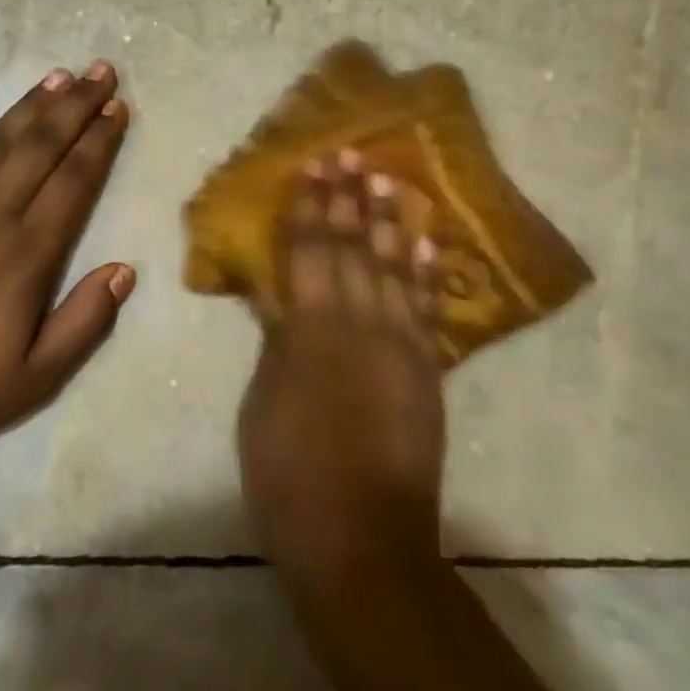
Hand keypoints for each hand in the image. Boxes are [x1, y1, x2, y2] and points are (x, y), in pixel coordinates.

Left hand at [0, 63, 133, 456]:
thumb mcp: (38, 377)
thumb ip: (86, 321)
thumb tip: (124, 268)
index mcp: (27, 255)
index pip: (74, 182)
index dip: (99, 142)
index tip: (118, 108)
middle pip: (41, 148)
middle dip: (76, 107)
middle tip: (101, 72)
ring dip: (30, 105)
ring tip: (58, 75)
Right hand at [238, 150, 446, 581]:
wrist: (361, 537)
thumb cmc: (290, 475)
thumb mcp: (263, 403)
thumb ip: (277, 342)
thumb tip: (278, 297)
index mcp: (309, 330)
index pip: (307, 251)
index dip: (308, 206)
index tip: (312, 165)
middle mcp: (358, 323)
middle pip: (351, 248)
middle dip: (347, 198)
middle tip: (349, 153)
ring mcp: (399, 344)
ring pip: (393, 267)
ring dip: (388, 220)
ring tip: (386, 178)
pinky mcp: (426, 369)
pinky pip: (426, 308)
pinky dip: (425, 271)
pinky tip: (426, 241)